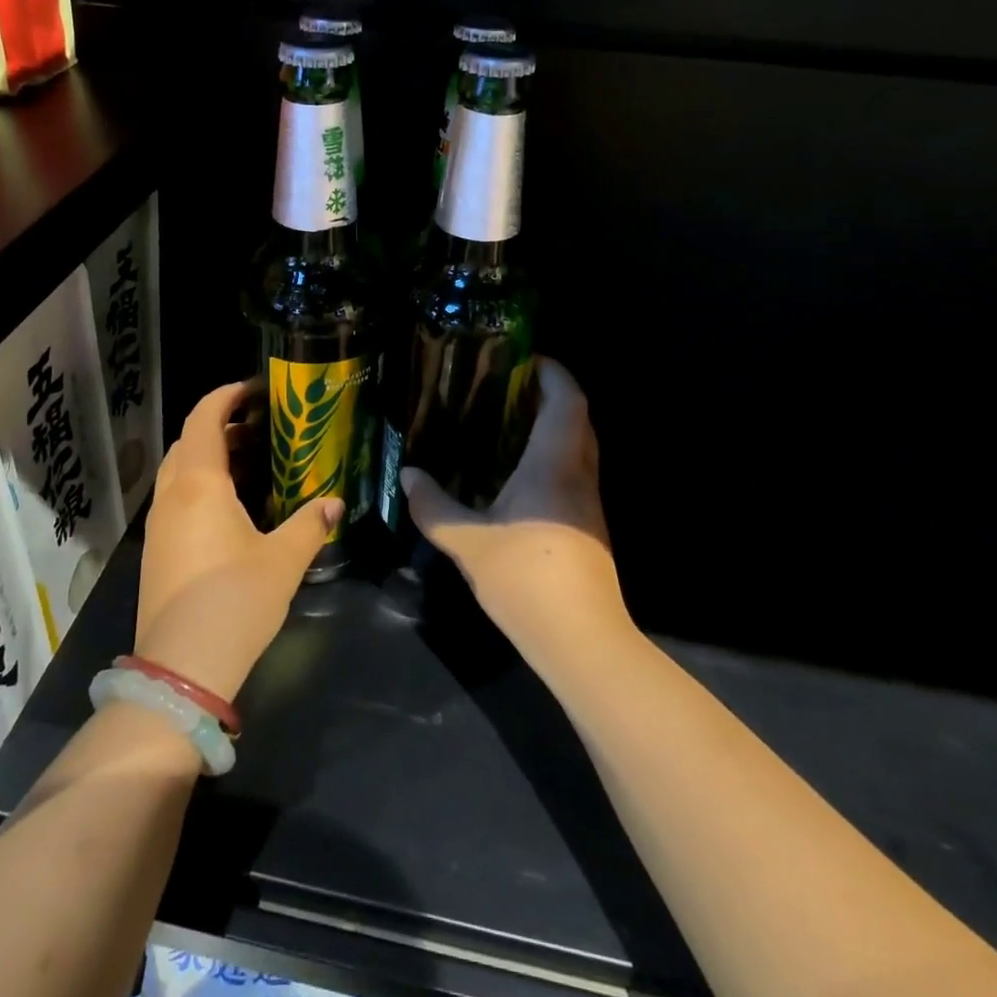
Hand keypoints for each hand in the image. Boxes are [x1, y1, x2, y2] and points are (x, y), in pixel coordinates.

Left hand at [135, 379, 342, 700]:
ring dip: (209, 457)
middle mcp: (172, 496)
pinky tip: (231, 508)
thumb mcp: (283, 560)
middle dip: (220, 426)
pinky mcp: (157, 551)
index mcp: (200, 485)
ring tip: (250, 463)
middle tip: (260, 428)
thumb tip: (335, 502)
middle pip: (188, 442)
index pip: (203, 419)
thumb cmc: (235, 601)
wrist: (181, 668)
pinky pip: (176, 499)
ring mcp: (159, 525)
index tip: (253, 389)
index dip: (225, 397)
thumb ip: (311, 524)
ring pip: (179, 472)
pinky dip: (200, 486)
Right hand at [401, 357, 632, 676]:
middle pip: (577, 418)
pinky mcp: (588, 525)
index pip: (567, 400)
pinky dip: (551, 456)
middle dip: (550, 395)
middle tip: (508, 387)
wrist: (581, 639)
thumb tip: (408, 474)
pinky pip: (573, 471)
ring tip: (508, 423)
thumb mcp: (466, 542)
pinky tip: (517, 474)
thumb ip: (433, 506)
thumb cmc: (525, 579)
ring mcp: (588, 502)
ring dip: (552, 426)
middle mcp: (579, 474)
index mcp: (554, 464)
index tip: (525, 357)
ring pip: (579, 446)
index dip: (552, 372)